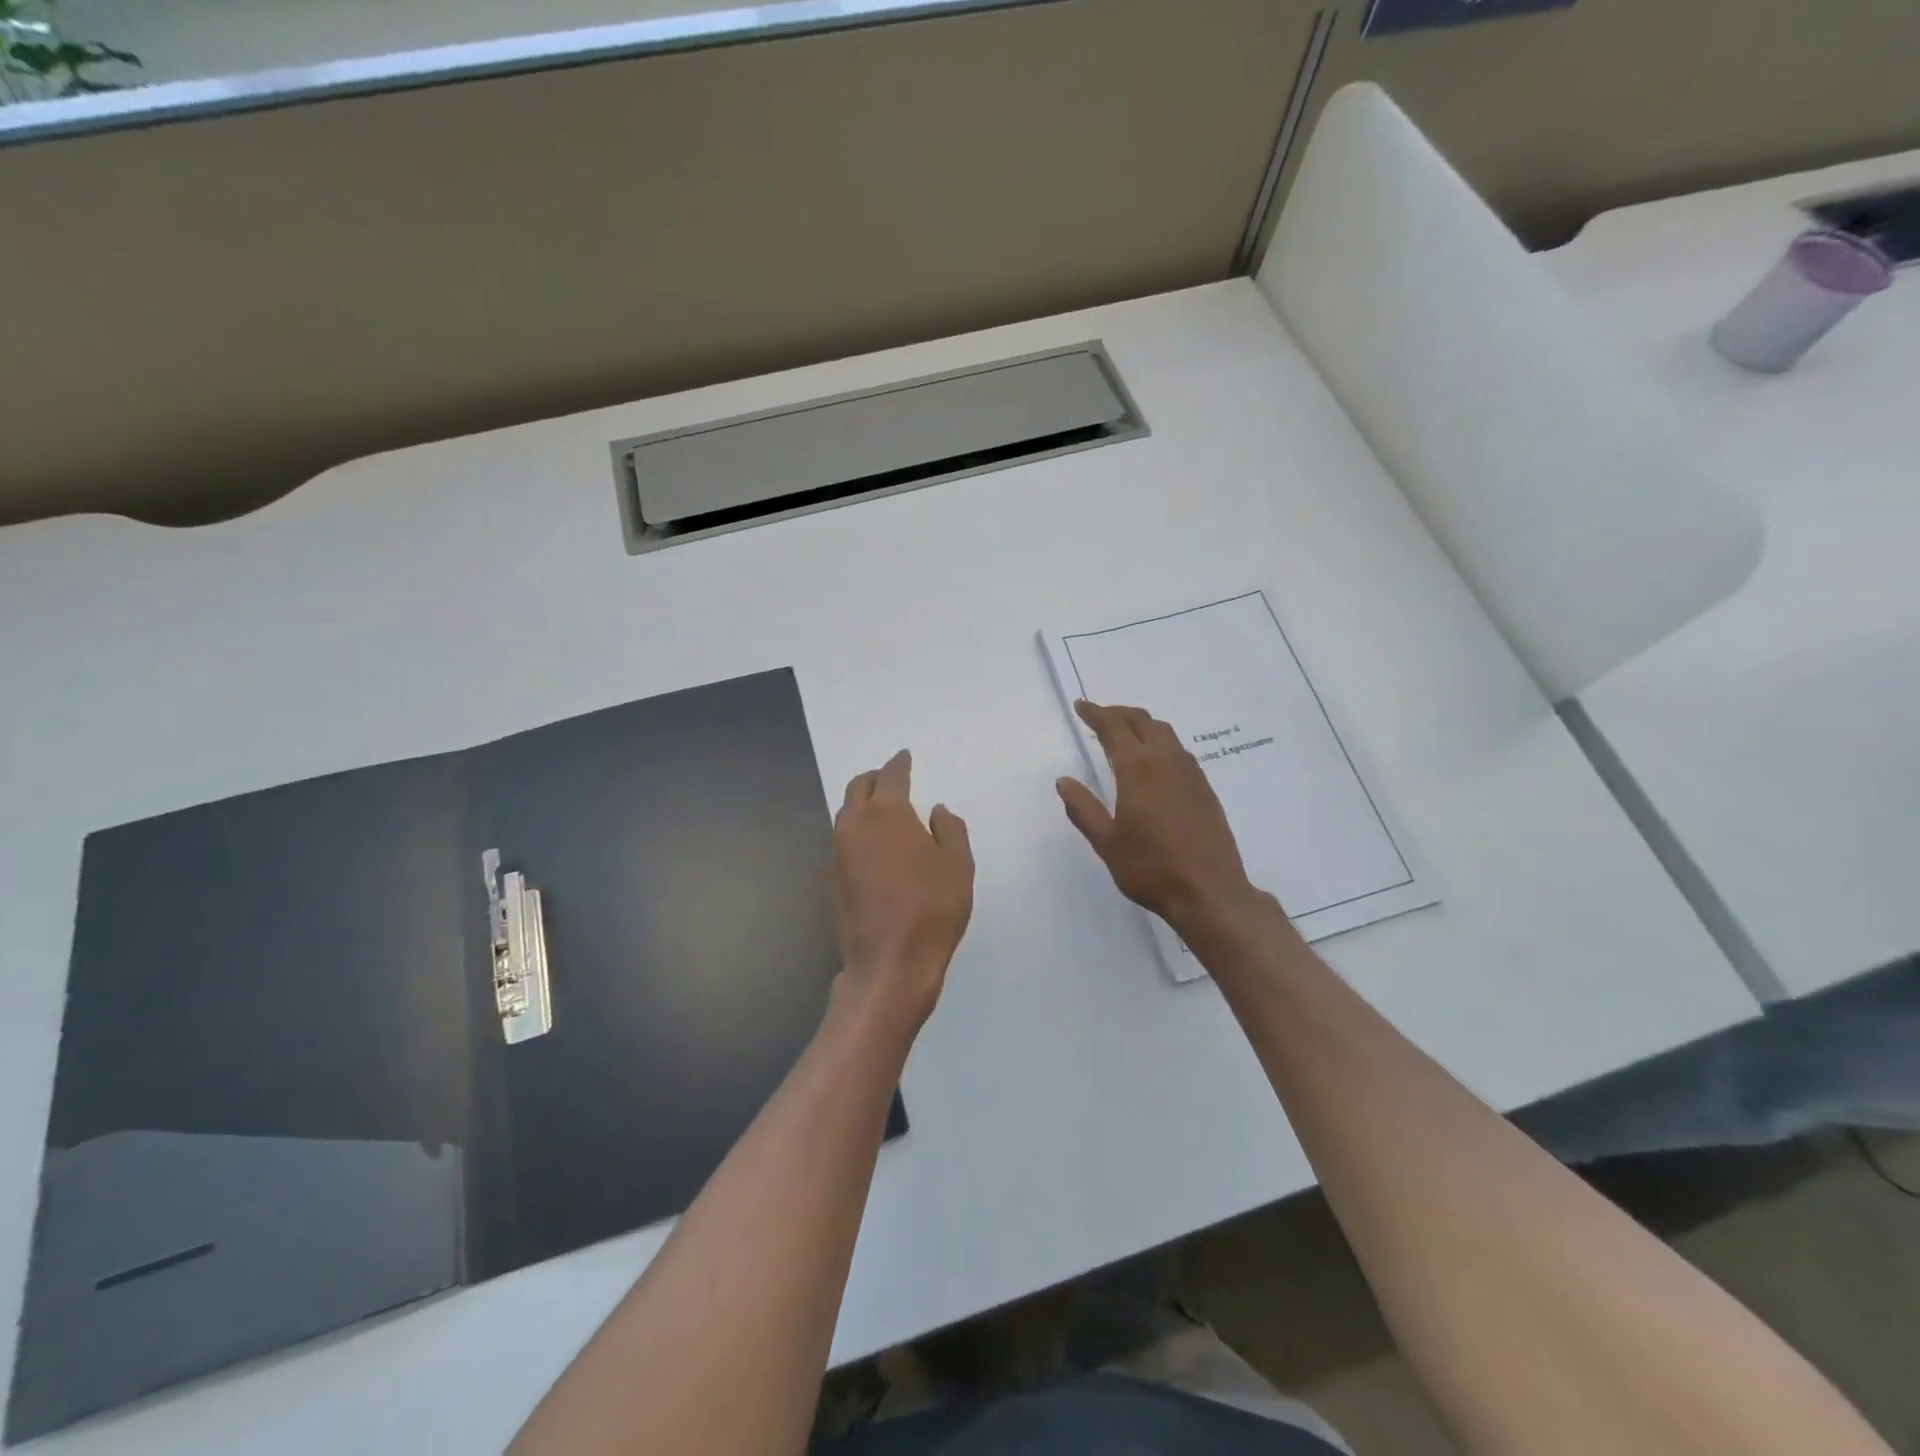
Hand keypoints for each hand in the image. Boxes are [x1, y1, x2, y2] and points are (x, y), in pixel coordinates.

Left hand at [832, 750, 973, 1032]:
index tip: (905, 757)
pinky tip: (872, 848)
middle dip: (874, 778)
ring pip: (846, 814)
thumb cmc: (932, 909)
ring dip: (862, 805)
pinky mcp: (831, 879)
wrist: (889, 964)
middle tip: (890, 779)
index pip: (891, 775)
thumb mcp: (958, 865)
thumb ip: (949, 829)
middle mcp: (855, 825)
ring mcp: (838, 853)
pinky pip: (843, 842)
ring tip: (882, 811)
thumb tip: (936, 811)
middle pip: (858, 788)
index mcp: (887, 813)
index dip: (899, 763)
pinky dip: (857, 833)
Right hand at [1056, 700, 1259, 937]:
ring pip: (1164, 732)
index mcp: (1138, 769)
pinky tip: (1153, 760)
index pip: (1114, 728)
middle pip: (1142, 721)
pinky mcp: (1205, 788)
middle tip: (1099, 716)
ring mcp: (1190, 773)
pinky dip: (1159, 741)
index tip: (1081, 706)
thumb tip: (1064, 781)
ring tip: (1124, 733)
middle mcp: (1167, 761)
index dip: (1096, 714)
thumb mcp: (1107, 842)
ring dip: (1141, 724)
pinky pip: (1179, 750)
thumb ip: (1084, 809)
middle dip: (1118, 713)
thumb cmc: (1150, 868)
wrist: (1210, 892)